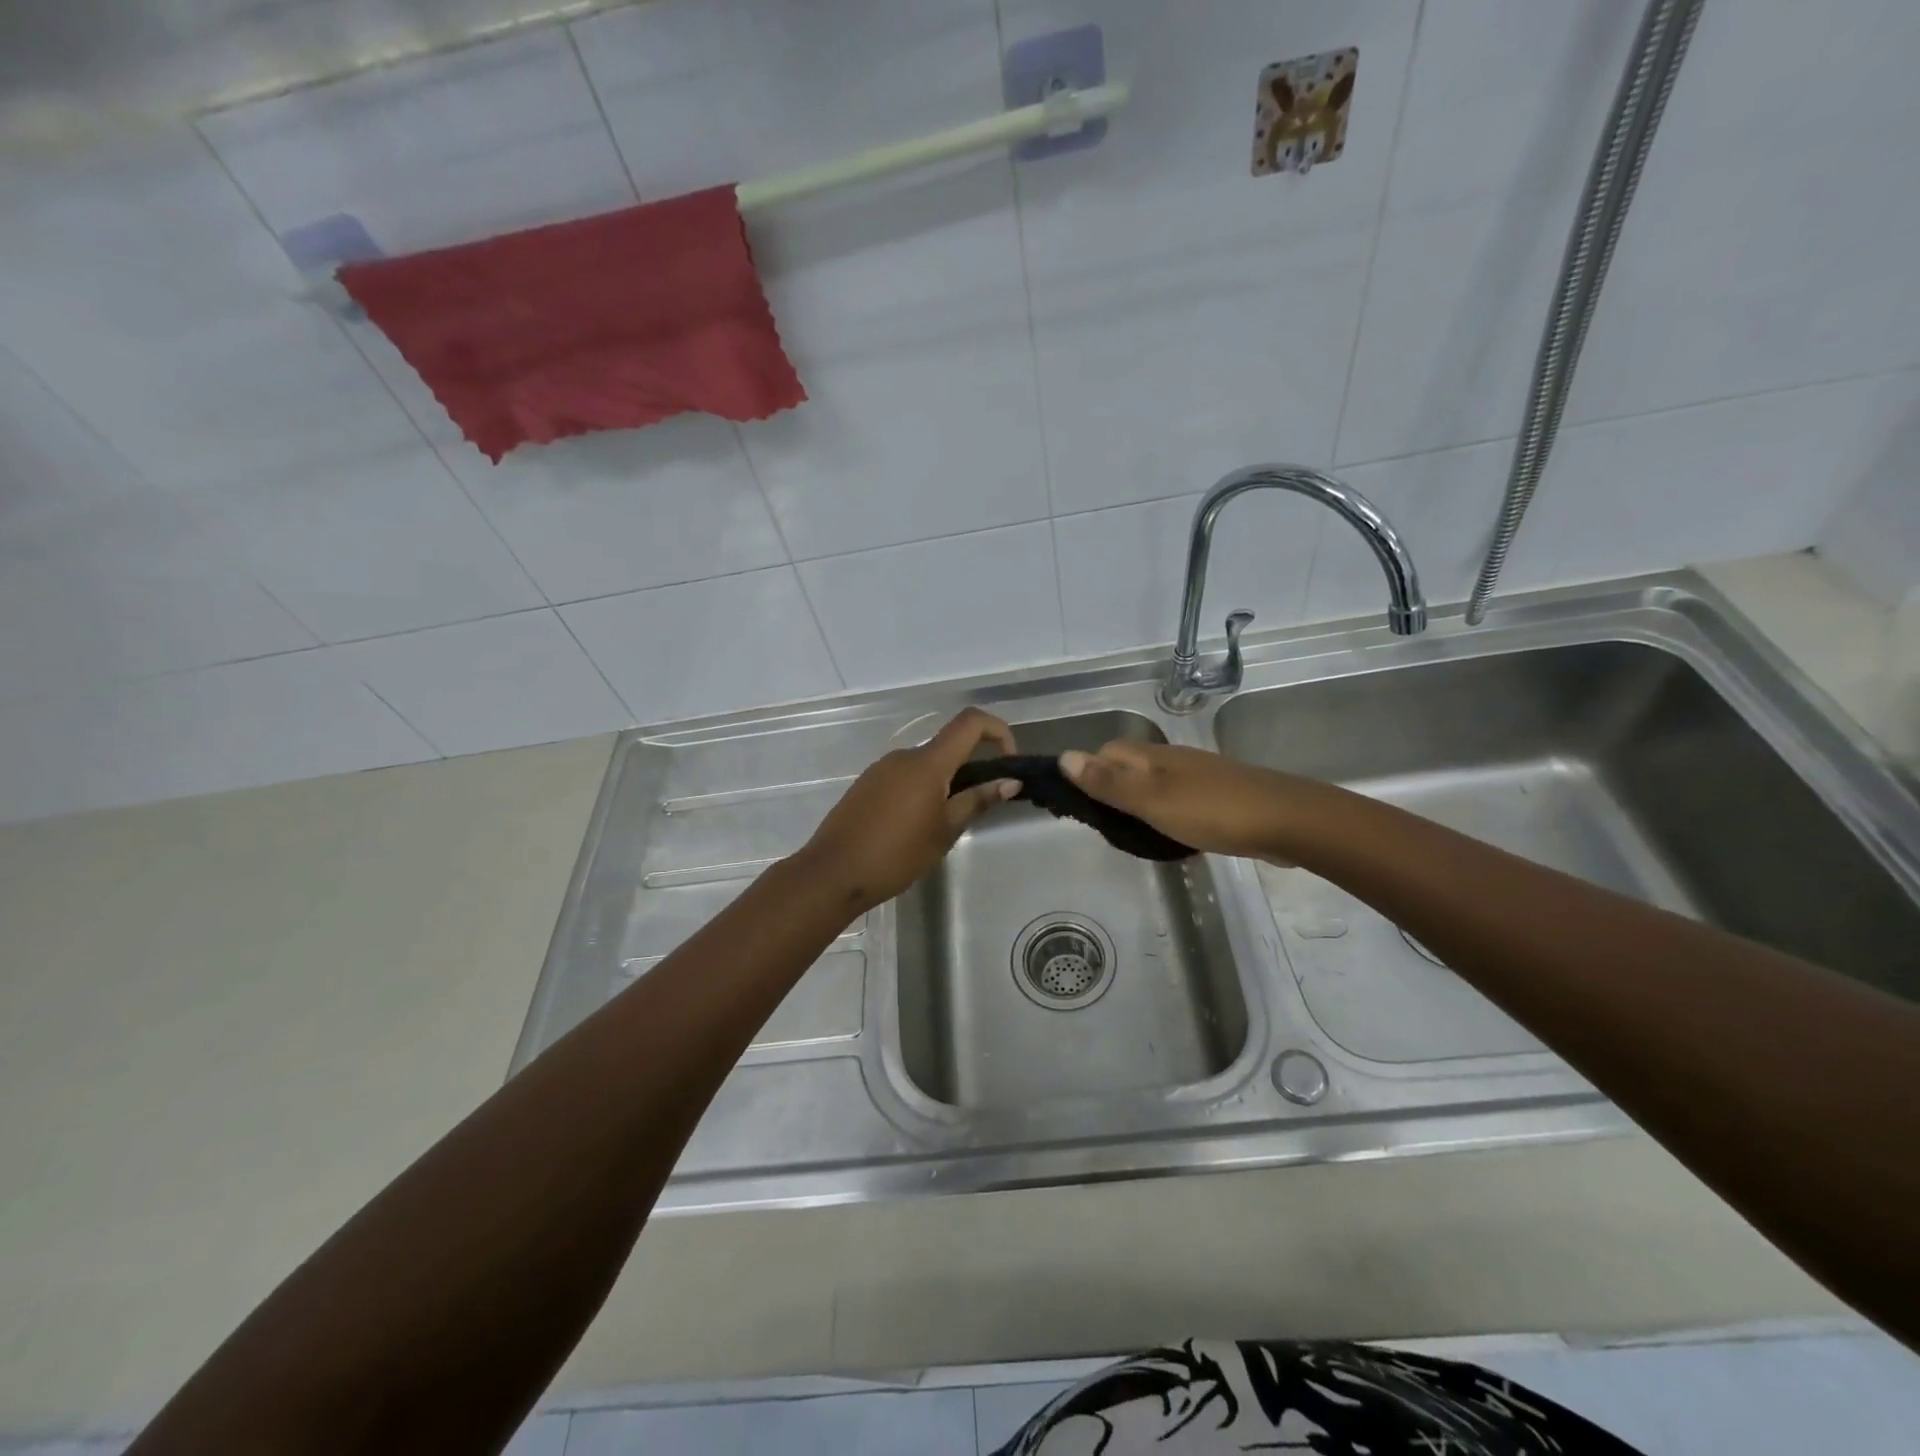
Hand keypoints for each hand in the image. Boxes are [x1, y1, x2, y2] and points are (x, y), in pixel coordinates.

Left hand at [798, 708, 1019, 912]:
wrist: (834, 872)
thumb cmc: (897, 854)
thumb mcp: (945, 830)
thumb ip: (977, 800)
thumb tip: (1010, 781)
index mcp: (928, 762)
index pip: (971, 722)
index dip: (998, 730)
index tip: (1009, 761)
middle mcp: (904, 755)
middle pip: (948, 745)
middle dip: (972, 766)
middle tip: (979, 805)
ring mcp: (881, 768)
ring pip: (926, 764)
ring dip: (946, 781)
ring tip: (946, 823)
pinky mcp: (867, 784)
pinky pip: (905, 776)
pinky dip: (922, 789)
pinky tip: (916, 825)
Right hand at [1059, 740, 1302, 862]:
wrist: (1287, 821)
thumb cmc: (1212, 810)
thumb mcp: (1151, 799)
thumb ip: (1108, 782)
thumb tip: (1064, 757)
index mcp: (1153, 756)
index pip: (1107, 752)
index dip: (1089, 772)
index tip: (1080, 806)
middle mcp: (1173, 760)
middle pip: (1129, 767)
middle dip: (1110, 790)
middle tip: (1105, 827)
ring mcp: (1198, 779)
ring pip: (1153, 785)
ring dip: (1137, 806)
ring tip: (1132, 836)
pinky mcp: (1218, 799)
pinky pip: (1177, 802)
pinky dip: (1164, 816)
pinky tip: (1169, 838)